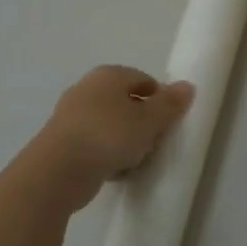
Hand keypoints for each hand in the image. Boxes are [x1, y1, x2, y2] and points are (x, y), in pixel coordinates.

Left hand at [33, 65, 194, 210]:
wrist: (59, 170)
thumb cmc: (109, 136)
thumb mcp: (149, 120)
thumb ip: (170, 104)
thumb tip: (188, 86)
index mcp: (108, 75)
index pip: (144, 80)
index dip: (161, 100)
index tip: (169, 124)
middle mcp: (87, 88)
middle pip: (126, 102)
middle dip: (143, 122)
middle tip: (154, 142)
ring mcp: (71, 114)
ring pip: (110, 124)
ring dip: (125, 140)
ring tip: (136, 160)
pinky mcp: (62, 140)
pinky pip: (94, 142)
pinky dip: (106, 153)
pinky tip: (114, 170)